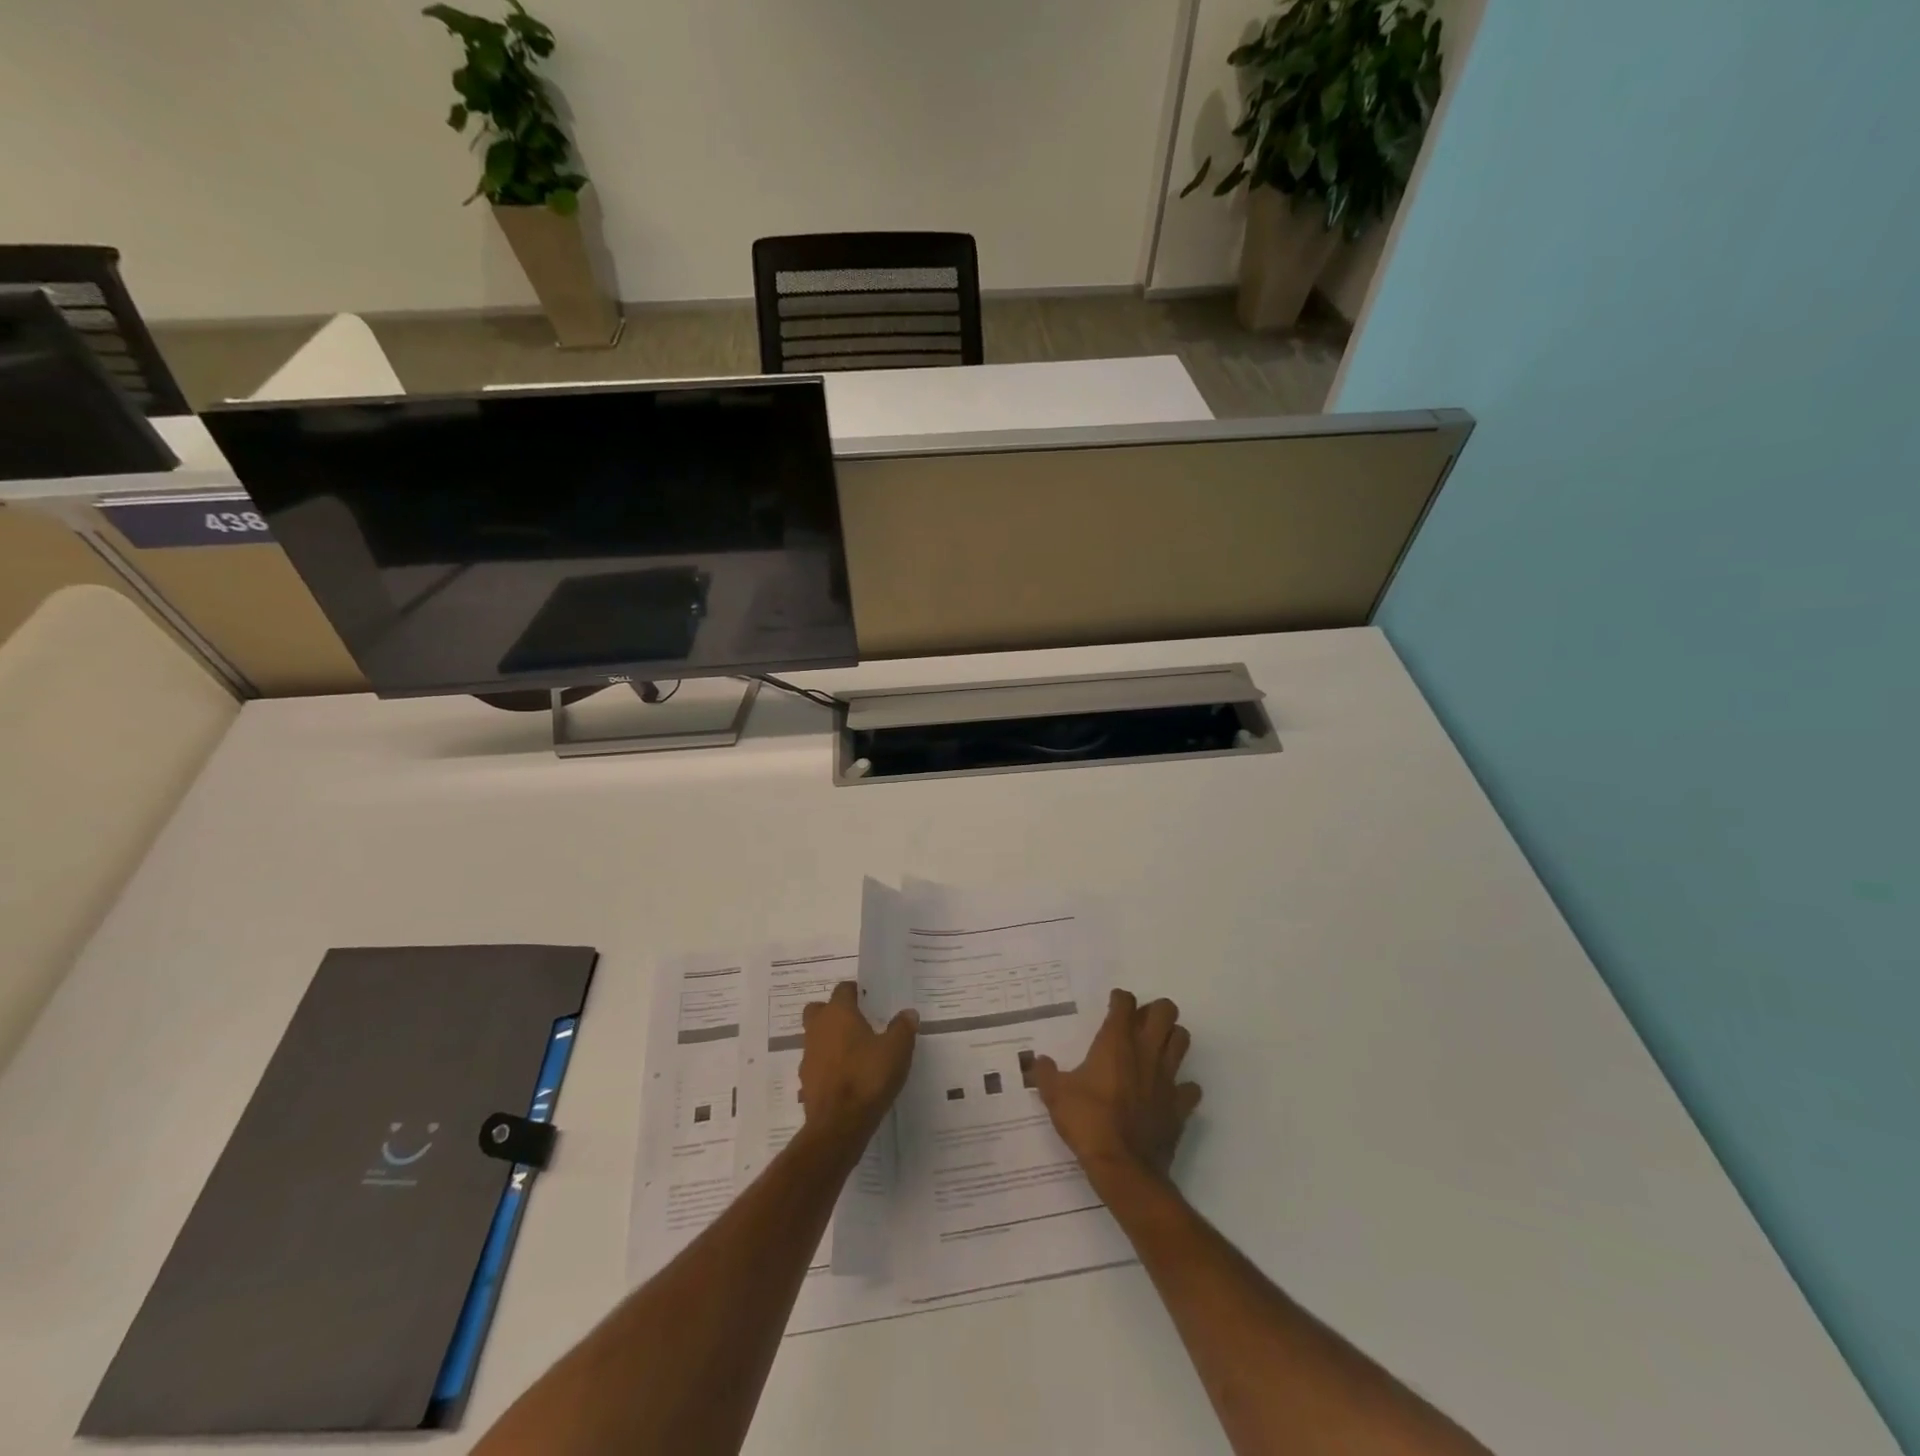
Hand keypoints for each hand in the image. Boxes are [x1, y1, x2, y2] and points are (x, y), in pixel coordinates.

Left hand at [798, 982, 918, 1138]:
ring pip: (815, 1037)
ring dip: (829, 1040)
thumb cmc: (868, 1076)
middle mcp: (818, 1029)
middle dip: (833, 1012)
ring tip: (854, 1053)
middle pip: (819, 1010)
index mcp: (839, 1014)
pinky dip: (827, 1066)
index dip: (855, 992)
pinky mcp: (805, 1082)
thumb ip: (903, 1028)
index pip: (842, 990)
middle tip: (855, 1022)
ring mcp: (808, 1056)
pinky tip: (846, 1078)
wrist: (838, 1124)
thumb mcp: (897, 1050)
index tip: (868, 999)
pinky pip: (816, 1064)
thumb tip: (909, 1013)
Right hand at [1032, 989, 1201, 1187]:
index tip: (1113, 1005)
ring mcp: (1168, 1077)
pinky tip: (1168, 1092)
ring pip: (1182, 1040)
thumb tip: (1038, 1061)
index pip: (1126, 1003)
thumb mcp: (1056, 1095)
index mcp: (1116, 1042)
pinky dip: (1182, 1086)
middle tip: (1139, 1024)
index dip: (1120, 999)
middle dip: (1155, 1011)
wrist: (1123, 1167)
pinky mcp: (1180, 1105)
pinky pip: (1190, 1087)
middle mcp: (1146, 1051)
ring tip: (1155, 1049)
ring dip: (1171, 1039)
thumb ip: (1045, 1073)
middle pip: (1166, 1011)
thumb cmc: (1088, 1122)